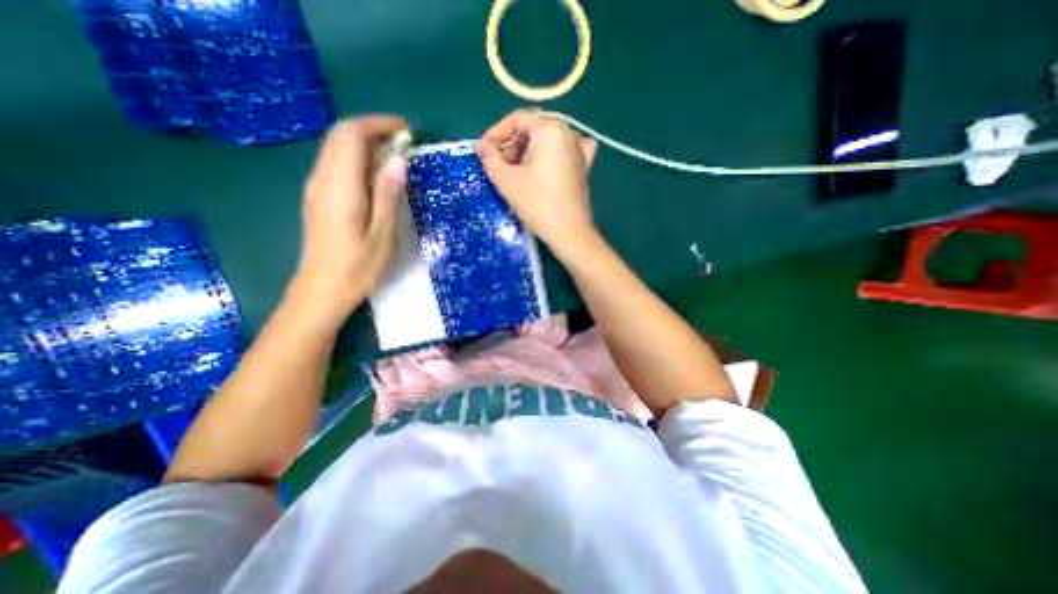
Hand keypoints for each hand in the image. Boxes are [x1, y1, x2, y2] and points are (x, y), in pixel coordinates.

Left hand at [291, 116, 408, 317]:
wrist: (322, 290)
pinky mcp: (318, 198)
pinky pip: (335, 164)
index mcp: (340, 188)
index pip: (351, 136)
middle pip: (340, 136)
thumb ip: (388, 195)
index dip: (378, 125)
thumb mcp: (383, 235)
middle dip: (372, 130)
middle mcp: (322, 180)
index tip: (406, 130)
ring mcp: (316, 188)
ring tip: (395, 156)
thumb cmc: (358, 267)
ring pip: (336, 148)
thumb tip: (398, 160)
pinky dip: (357, 158)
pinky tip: (377, 175)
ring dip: (365, 143)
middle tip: (404, 142)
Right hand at [478, 108, 598, 255]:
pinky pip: (566, 151)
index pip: (518, 119)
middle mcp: (568, 133)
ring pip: (548, 140)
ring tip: (517, 171)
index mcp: (550, 129)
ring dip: (529, 151)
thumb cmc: (537, 204)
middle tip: (499, 165)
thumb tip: (480, 145)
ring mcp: (579, 150)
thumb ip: (490, 158)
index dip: (497, 133)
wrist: (569, 232)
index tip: (484, 150)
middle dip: (513, 144)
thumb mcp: (507, 181)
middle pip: (534, 128)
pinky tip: (547, 164)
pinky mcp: (584, 167)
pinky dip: (552, 154)